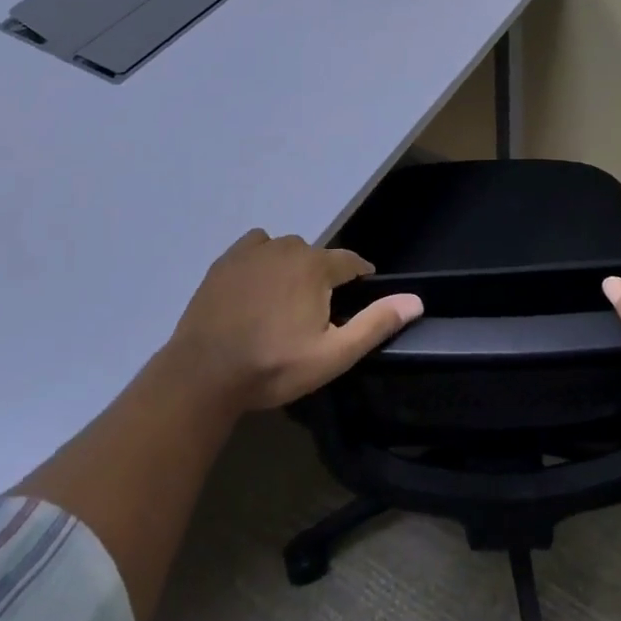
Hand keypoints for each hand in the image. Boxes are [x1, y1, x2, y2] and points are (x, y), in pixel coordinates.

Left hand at [166, 229, 423, 411]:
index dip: (360, 278)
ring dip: (292, 269)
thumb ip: (375, 324)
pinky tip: (256, 288)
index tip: (359, 297)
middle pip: (317, 257)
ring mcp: (252, 251)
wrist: (204, 373)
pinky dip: (262, 261)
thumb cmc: (274, 366)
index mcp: (316, 266)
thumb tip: (416, 300)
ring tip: (284, 304)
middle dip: (323, 279)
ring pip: (286, 251)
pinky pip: (255, 248)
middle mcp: (287, 247)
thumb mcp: (333, 355)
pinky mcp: (225, 261)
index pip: (351, 262)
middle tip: (315, 316)